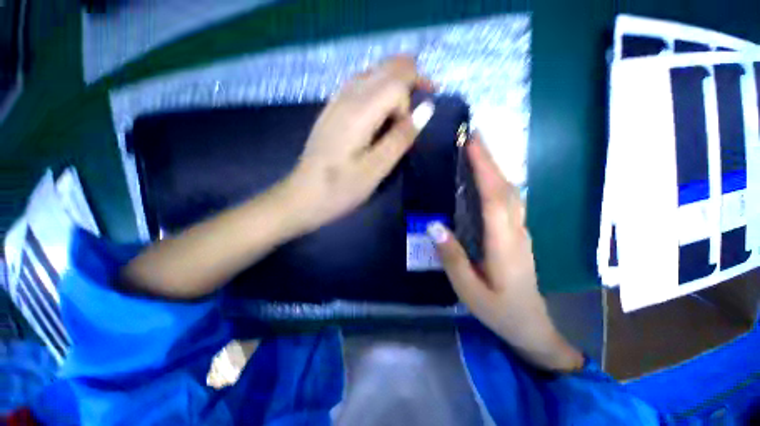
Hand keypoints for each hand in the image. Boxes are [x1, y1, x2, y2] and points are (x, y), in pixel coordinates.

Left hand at [285, 55, 433, 231]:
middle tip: (426, 96)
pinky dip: (378, 89)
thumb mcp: (376, 169)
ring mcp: (335, 102)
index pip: (397, 81)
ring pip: (372, 73)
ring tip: (406, 106)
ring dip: (394, 82)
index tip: (421, 118)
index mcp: (359, 111)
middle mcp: (346, 96)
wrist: (302, 197)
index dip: (415, 93)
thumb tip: (426, 109)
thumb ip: (401, 137)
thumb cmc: (341, 189)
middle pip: (385, 68)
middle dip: (410, 76)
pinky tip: (381, 110)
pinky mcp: (331, 111)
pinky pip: (359, 85)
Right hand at [427, 133, 583, 371]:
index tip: (471, 145)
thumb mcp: (468, 289)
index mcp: (503, 244)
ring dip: (496, 168)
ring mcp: (521, 230)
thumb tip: (433, 225)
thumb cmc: (498, 309)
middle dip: (490, 160)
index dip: (484, 169)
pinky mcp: (518, 233)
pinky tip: (488, 178)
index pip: (494, 198)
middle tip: (473, 137)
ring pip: (511, 192)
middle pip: (506, 188)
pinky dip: (499, 182)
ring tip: (478, 151)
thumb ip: (452, 257)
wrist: (530, 325)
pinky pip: (510, 201)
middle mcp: (516, 231)